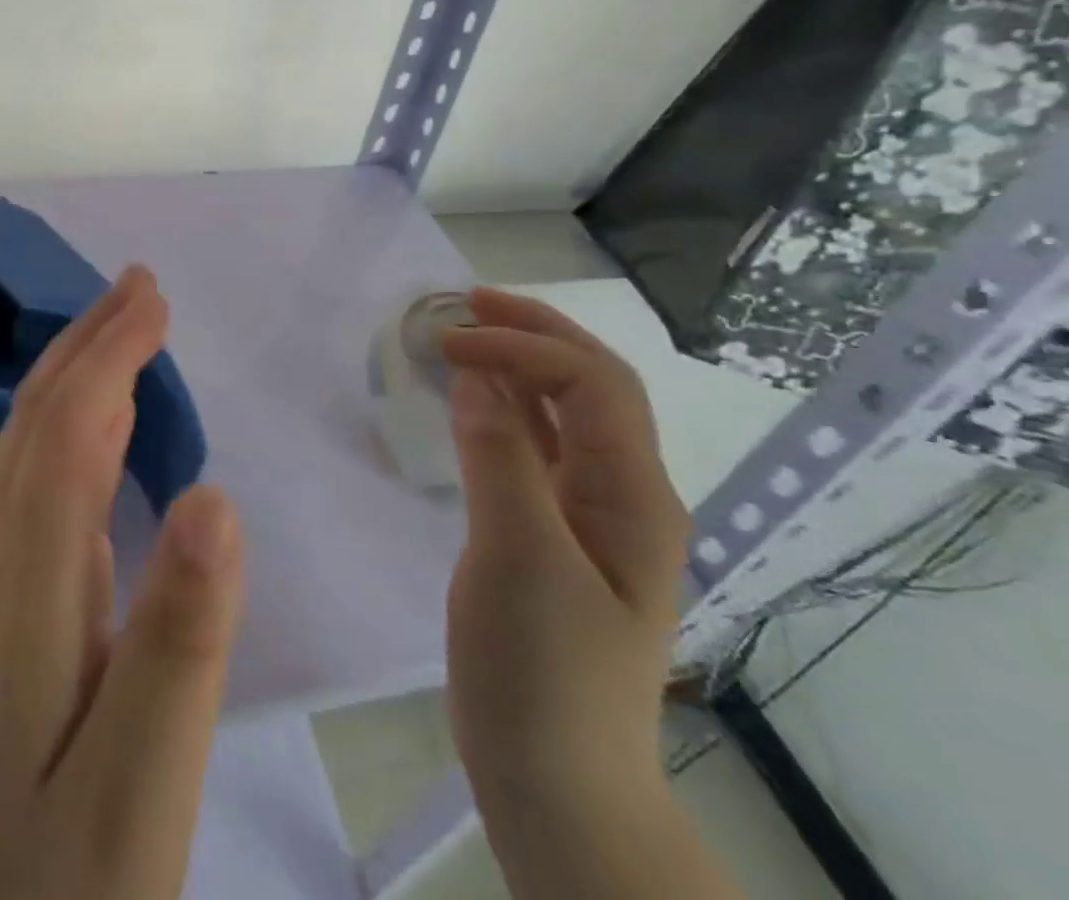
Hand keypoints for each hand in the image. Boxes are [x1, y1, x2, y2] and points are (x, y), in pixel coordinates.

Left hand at [0, 267, 245, 899]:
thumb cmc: (57, 882)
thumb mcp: (137, 786)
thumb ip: (178, 642)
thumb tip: (215, 498)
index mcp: (31, 588)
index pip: (67, 432)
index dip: (111, 356)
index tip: (157, 301)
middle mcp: (3, 562)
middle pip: (37, 420)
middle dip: (88, 341)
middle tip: (140, 286)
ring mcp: (1, 582)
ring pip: (32, 443)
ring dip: (78, 372)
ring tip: (125, 328)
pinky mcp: (14, 605)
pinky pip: (41, 482)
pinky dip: (74, 426)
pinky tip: (100, 426)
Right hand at [439, 289, 689, 809]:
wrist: (554, 778)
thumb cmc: (542, 670)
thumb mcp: (519, 559)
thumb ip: (500, 459)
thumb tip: (475, 375)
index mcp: (635, 496)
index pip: (593, 384)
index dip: (523, 346)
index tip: (448, 343)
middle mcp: (624, 493)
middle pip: (591, 386)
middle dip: (533, 333)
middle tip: (465, 303)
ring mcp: (590, 514)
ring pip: (563, 414)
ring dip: (517, 365)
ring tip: (463, 334)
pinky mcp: (553, 532)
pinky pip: (534, 448)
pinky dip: (502, 408)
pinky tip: (469, 398)